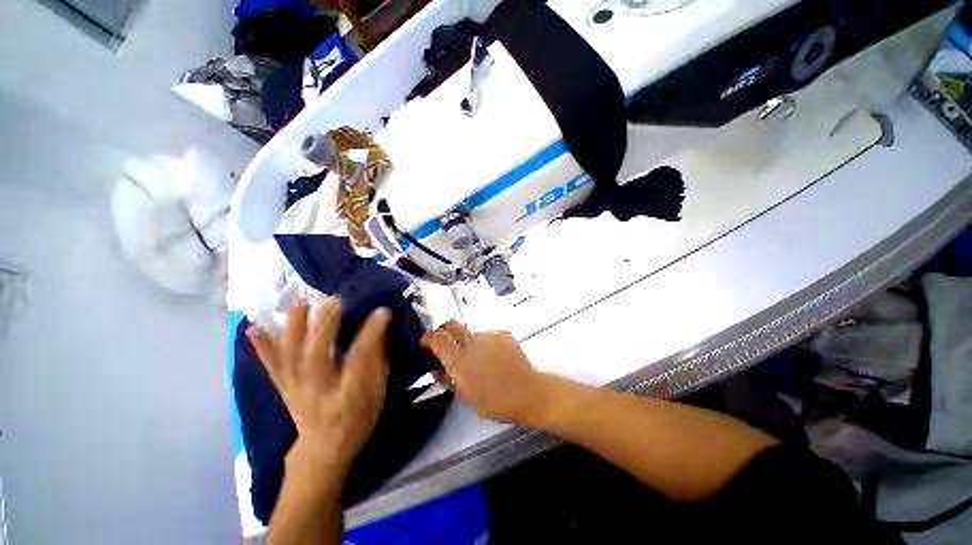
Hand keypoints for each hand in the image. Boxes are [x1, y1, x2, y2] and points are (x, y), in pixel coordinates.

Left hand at [247, 298, 390, 475]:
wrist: (323, 451)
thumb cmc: (358, 420)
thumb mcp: (377, 395)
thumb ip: (378, 363)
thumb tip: (380, 331)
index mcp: (349, 398)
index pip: (360, 361)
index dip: (371, 334)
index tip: (382, 311)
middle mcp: (319, 393)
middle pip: (317, 356)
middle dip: (326, 325)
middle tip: (335, 299)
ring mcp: (297, 391)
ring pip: (291, 358)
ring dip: (294, 328)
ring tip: (299, 302)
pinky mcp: (284, 389)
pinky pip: (271, 367)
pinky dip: (261, 347)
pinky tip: (252, 327)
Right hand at [421, 321, 551, 425]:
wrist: (530, 393)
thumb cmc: (496, 403)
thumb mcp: (466, 398)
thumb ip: (448, 379)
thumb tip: (437, 367)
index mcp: (460, 362)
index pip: (437, 337)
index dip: (428, 337)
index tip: (425, 343)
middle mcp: (472, 343)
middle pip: (451, 325)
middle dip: (443, 331)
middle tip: (445, 344)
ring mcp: (489, 335)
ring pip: (470, 332)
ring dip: (466, 342)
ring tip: (477, 359)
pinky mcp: (502, 333)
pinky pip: (486, 335)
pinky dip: (483, 343)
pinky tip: (492, 357)